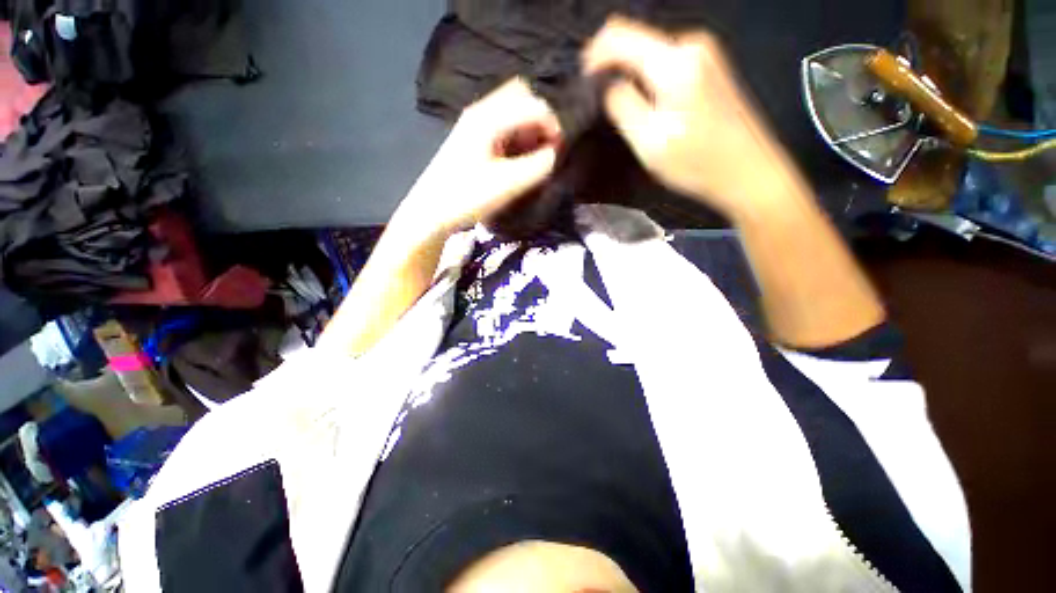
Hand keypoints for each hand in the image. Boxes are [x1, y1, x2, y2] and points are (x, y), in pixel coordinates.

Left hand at [395, 78, 560, 237]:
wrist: (430, 211)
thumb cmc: (467, 197)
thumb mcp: (508, 184)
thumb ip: (538, 166)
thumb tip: (555, 153)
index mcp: (489, 118)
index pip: (533, 105)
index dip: (553, 126)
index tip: (559, 152)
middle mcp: (480, 111)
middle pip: (520, 96)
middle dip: (540, 120)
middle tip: (546, 148)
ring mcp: (473, 123)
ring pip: (511, 110)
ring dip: (528, 128)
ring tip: (532, 156)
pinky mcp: (471, 138)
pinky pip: (501, 124)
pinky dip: (516, 135)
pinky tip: (516, 158)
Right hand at [584, 17, 807, 220]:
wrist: (749, 171)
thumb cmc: (697, 163)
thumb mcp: (649, 142)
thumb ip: (622, 105)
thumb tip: (606, 85)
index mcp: (675, 61)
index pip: (618, 34)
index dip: (593, 56)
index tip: (583, 85)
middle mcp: (691, 43)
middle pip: (635, 39)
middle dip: (612, 67)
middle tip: (602, 104)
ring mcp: (704, 52)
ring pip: (649, 51)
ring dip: (630, 75)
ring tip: (623, 110)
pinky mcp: (710, 66)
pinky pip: (665, 61)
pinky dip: (648, 78)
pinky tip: (648, 105)